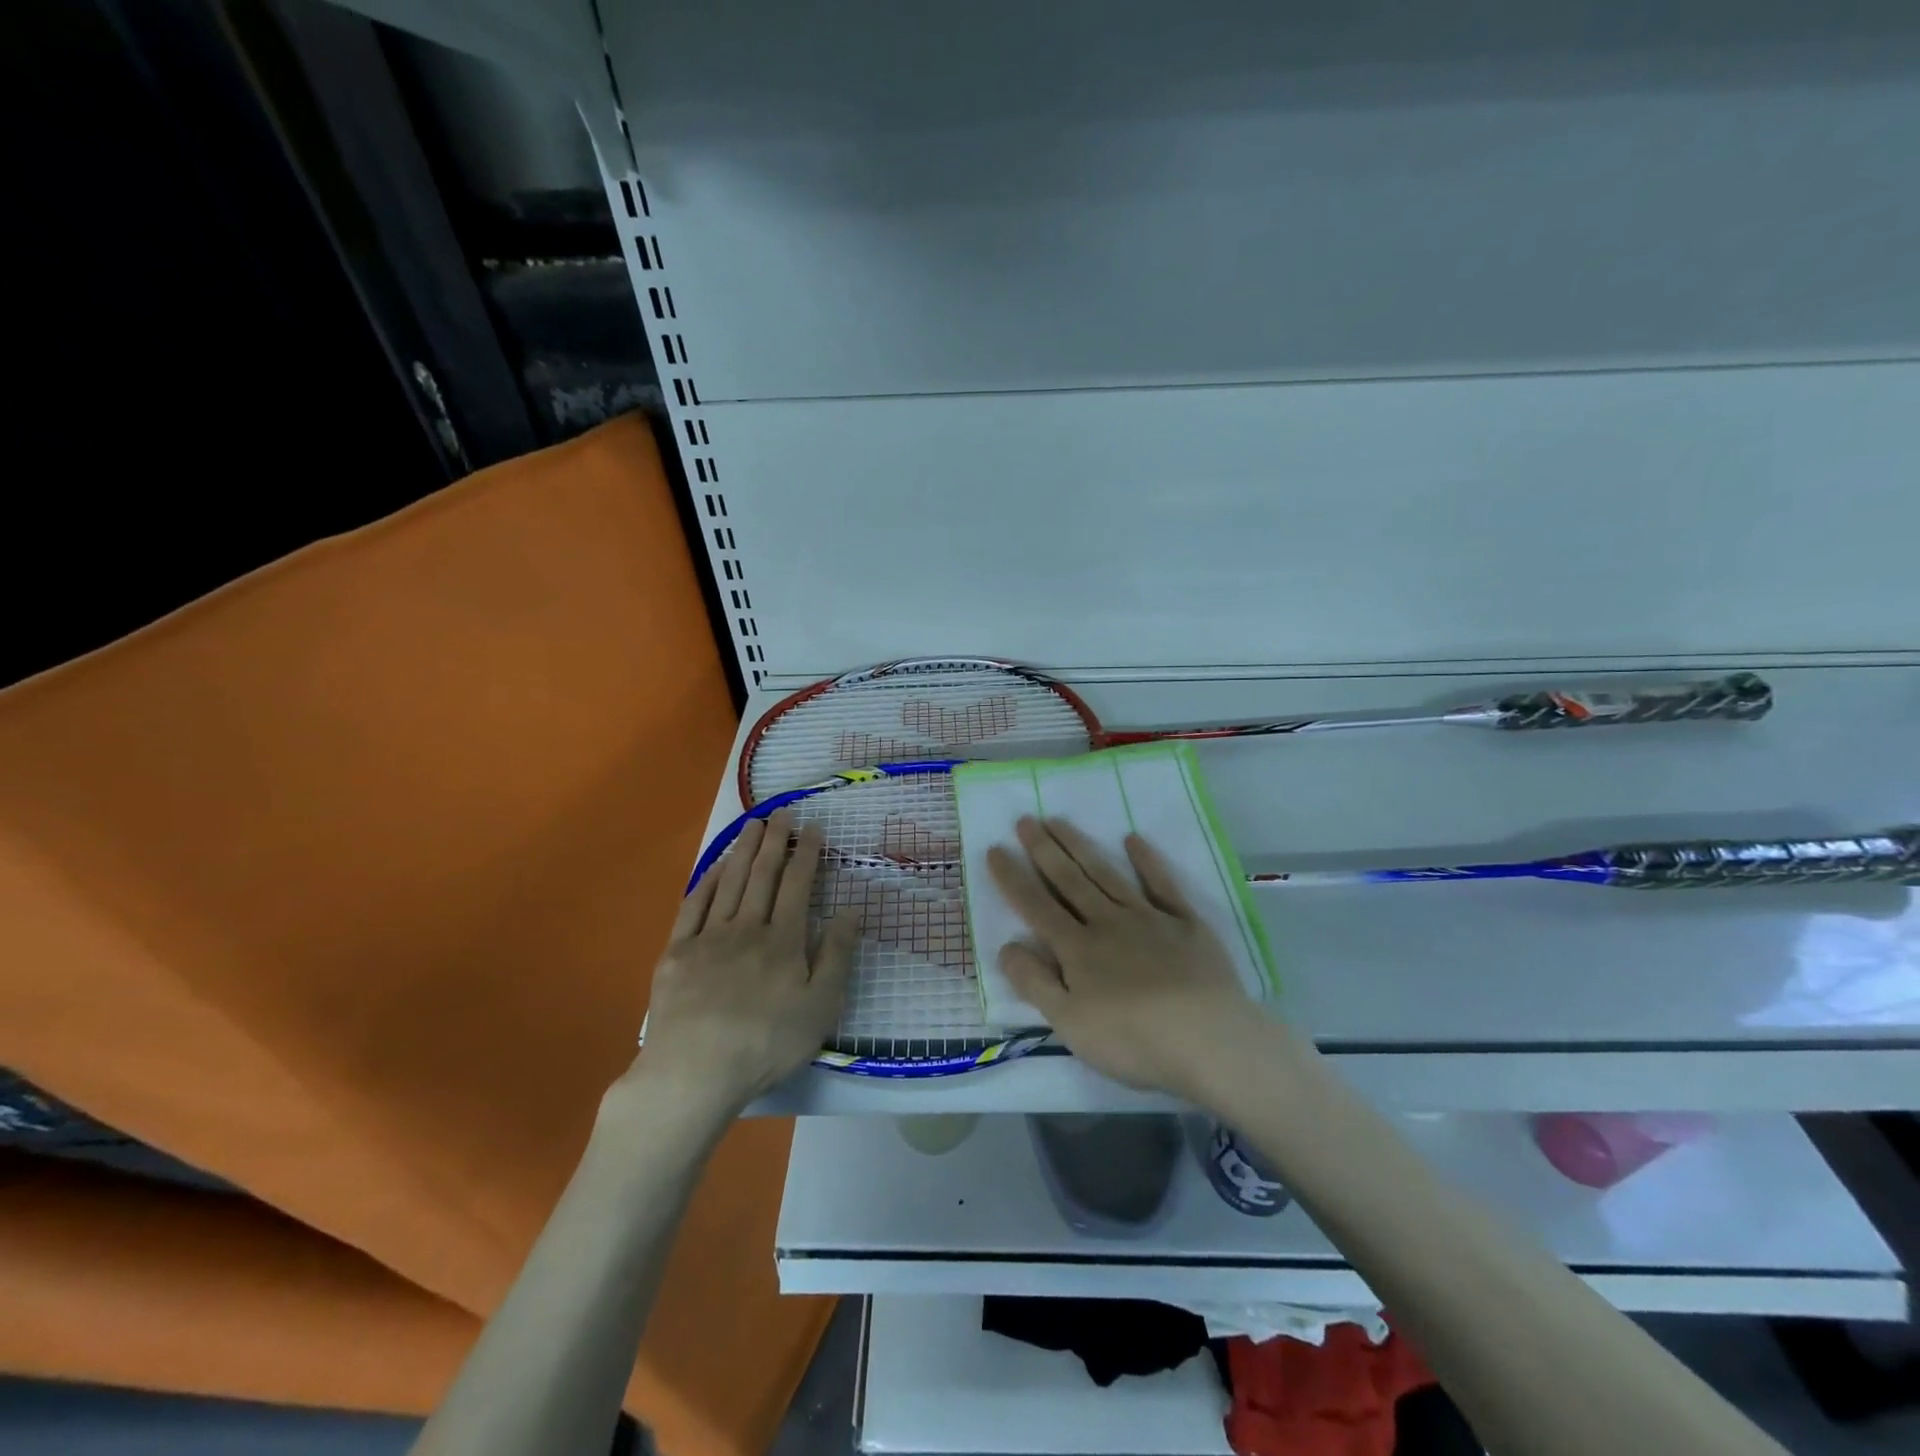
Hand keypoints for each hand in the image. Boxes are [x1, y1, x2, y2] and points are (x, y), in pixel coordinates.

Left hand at [621, 810, 860, 1116]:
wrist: (694, 1072)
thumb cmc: (766, 1043)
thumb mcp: (820, 1007)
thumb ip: (837, 956)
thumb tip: (851, 911)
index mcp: (784, 940)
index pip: (798, 885)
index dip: (807, 854)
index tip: (814, 828)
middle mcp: (747, 928)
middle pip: (763, 875)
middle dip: (775, 841)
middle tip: (782, 812)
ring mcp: (708, 938)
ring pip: (729, 883)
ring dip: (743, 851)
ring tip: (753, 826)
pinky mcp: (677, 953)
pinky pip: (693, 906)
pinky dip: (706, 882)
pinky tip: (714, 868)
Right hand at [986, 817, 1255, 1099]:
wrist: (1208, 1039)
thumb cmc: (1132, 1040)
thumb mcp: (1070, 1023)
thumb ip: (1035, 983)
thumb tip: (1005, 946)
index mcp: (1078, 949)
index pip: (1036, 907)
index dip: (1013, 878)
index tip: (995, 849)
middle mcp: (1108, 922)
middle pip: (1070, 881)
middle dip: (1044, 850)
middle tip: (1025, 820)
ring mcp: (1148, 918)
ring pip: (1106, 874)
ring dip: (1080, 846)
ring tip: (1059, 821)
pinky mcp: (1185, 923)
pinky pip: (1162, 884)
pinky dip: (1146, 861)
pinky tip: (1132, 839)